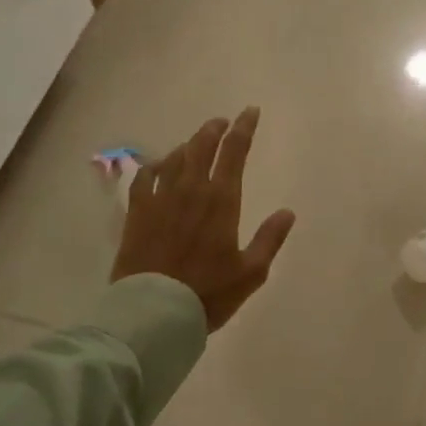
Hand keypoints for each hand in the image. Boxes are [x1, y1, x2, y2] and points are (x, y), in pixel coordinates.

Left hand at [111, 108, 295, 330]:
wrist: (155, 312)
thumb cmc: (208, 293)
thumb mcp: (251, 272)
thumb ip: (270, 239)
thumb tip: (287, 212)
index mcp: (221, 201)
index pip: (234, 152)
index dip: (243, 129)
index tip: (249, 112)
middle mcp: (190, 190)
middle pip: (201, 147)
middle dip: (214, 129)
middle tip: (222, 121)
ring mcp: (160, 199)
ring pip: (174, 157)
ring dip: (188, 144)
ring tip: (195, 142)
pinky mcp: (137, 213)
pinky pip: (144, 177)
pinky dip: (155, 165)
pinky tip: (158, 166)